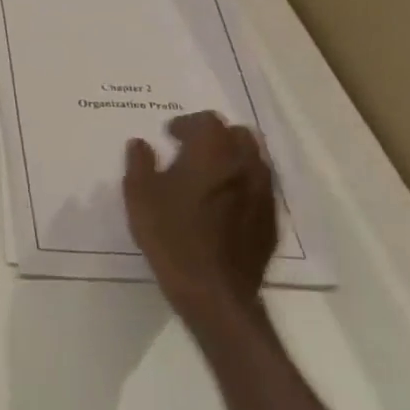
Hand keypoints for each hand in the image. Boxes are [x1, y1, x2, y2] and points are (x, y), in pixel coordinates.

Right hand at [123, 111, 278, 336]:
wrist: (212, 288)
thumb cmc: (169, 234)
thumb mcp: (139, 195)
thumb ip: (140, 162)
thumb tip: (141, 143)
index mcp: (212, 154)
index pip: (207, 120)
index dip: (186, 123)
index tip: (168, 136)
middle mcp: (245, 166)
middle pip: (239, 134)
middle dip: (215, 136)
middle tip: (190, 150)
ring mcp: (264, 193)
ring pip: (254, 160)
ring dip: (232, 158)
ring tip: (207, 175)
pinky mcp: (270, 219)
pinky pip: (260, 187)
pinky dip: (242, 184)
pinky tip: (221, 203)